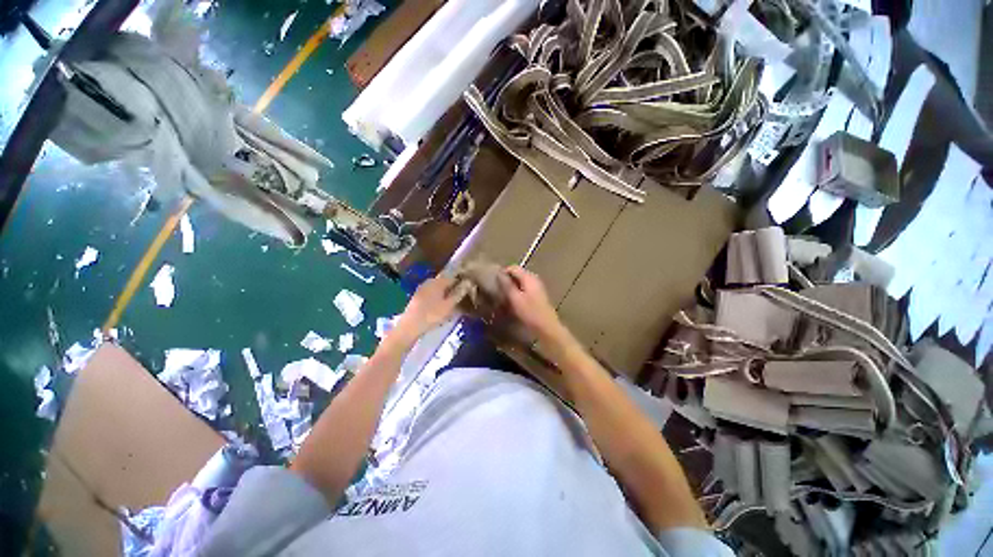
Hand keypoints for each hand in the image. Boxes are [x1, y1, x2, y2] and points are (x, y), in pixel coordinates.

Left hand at [394, 276, 463, 339]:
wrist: (409, 327)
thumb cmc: (431, 315)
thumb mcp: (448, 305)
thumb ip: (459, 293)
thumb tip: (468, 282)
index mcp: (437, 282)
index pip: (453, 278)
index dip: (461, 284)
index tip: (468, 291)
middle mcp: (429, 282)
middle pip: (445, 283)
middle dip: (453, 289)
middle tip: (461, 300)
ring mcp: (422, 289)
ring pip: (438, 289)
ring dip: (446, 295)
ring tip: (452, 305)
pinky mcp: (417, 297)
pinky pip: (432, 294)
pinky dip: (438, 299)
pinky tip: (440, 308)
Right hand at [497, 266, 565, 341]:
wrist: (547, 327)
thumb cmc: (530, 313)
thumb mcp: (515, 299)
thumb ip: (507, 285)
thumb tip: (499, 274)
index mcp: (529, 277)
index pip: (513, 268)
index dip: (503, 272)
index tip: (494, 282)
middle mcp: (534, 279)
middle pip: (518, 273)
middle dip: (507, 280)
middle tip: (498, 290)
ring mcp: (537, 287)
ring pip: (521, 281)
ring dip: (512, 286)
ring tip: (504, 296)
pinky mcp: (538, 295)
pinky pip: (525, 288)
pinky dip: (518, 291)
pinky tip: (513, 301)